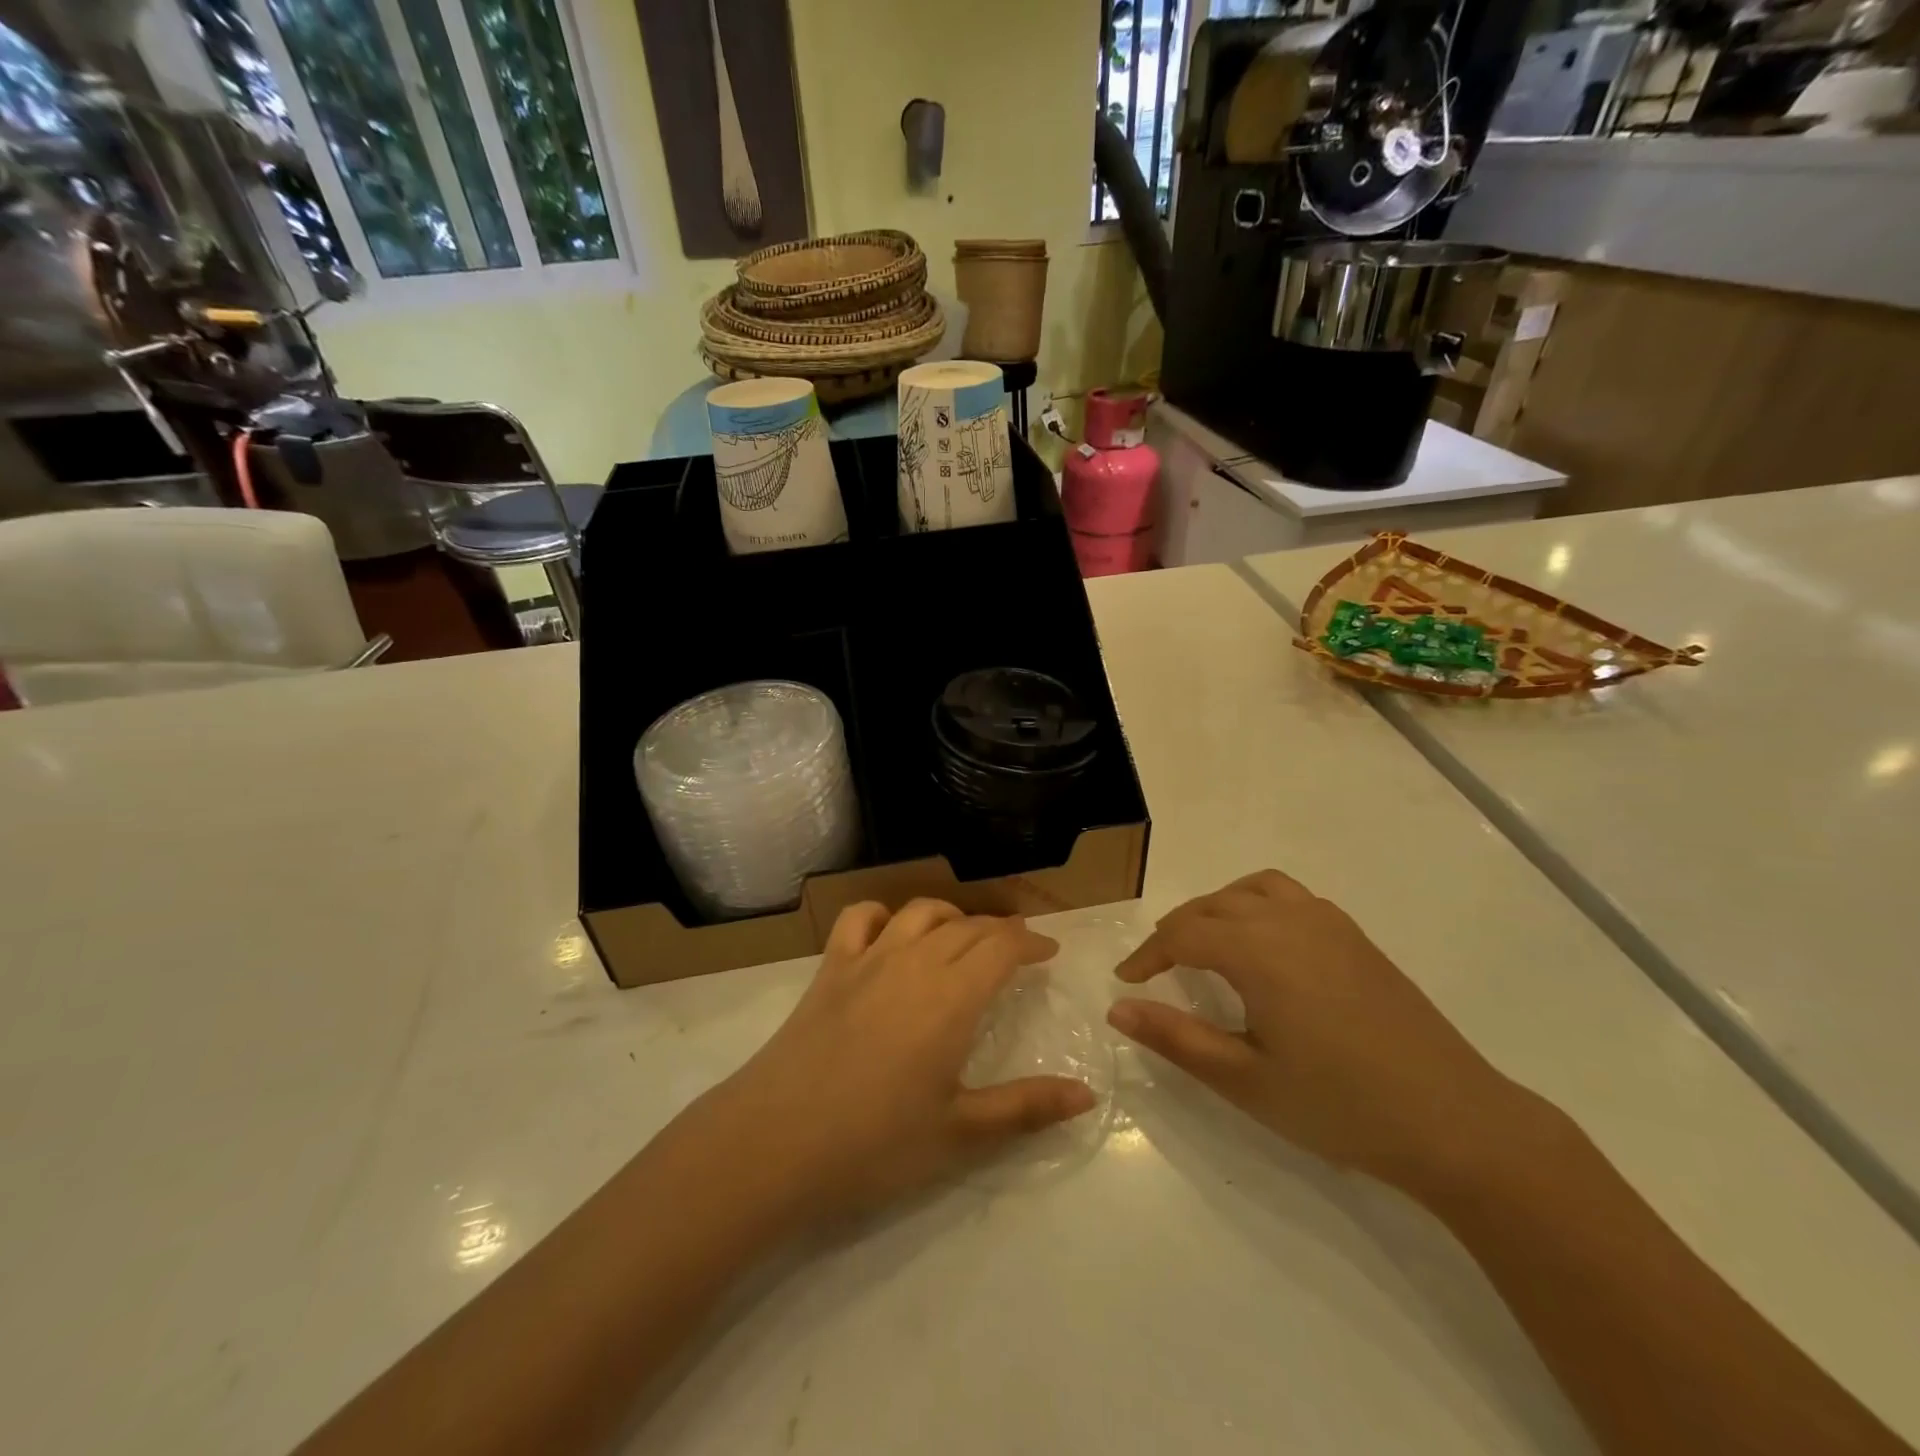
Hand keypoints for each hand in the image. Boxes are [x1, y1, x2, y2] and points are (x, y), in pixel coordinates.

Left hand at [681, 899, 1095, 1231]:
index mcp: (953, 997)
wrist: (775, 1141)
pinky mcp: (829, 969)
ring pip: (919, 912)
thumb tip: (1087, 1095)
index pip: (1002, 947)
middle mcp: (914, 963)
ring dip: (950, 915)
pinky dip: (883, 914)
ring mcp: (867, 959)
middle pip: (967, 926)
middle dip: (999, 930)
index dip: (1031, 942)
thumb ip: (1026, 1108)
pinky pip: (859, 918)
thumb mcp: (960, 1133)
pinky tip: (889, 932)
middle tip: (1016, 947)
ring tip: (963, 935)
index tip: (1048, 951)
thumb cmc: (875, 1143)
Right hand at [1108, 870, 1529, 1192]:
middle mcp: (1289, 919)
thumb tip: (1118, 1008)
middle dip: (1177, 931)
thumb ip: (1176, 1038)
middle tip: (1157, 969)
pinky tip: (1264, 948)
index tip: (1127, 981)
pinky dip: (1257, 905)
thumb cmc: (1341, 1105)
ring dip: (1217, 908)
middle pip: (1213, 905)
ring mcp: (1329, 923)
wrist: (1457, 1123)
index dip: (1147, 955)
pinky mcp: (1356, 937)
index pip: (1182, 934)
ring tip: (1205, 945)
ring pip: (1253, 889)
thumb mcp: (1246, 1080)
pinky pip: (1290, 897)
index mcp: (1258, 950)